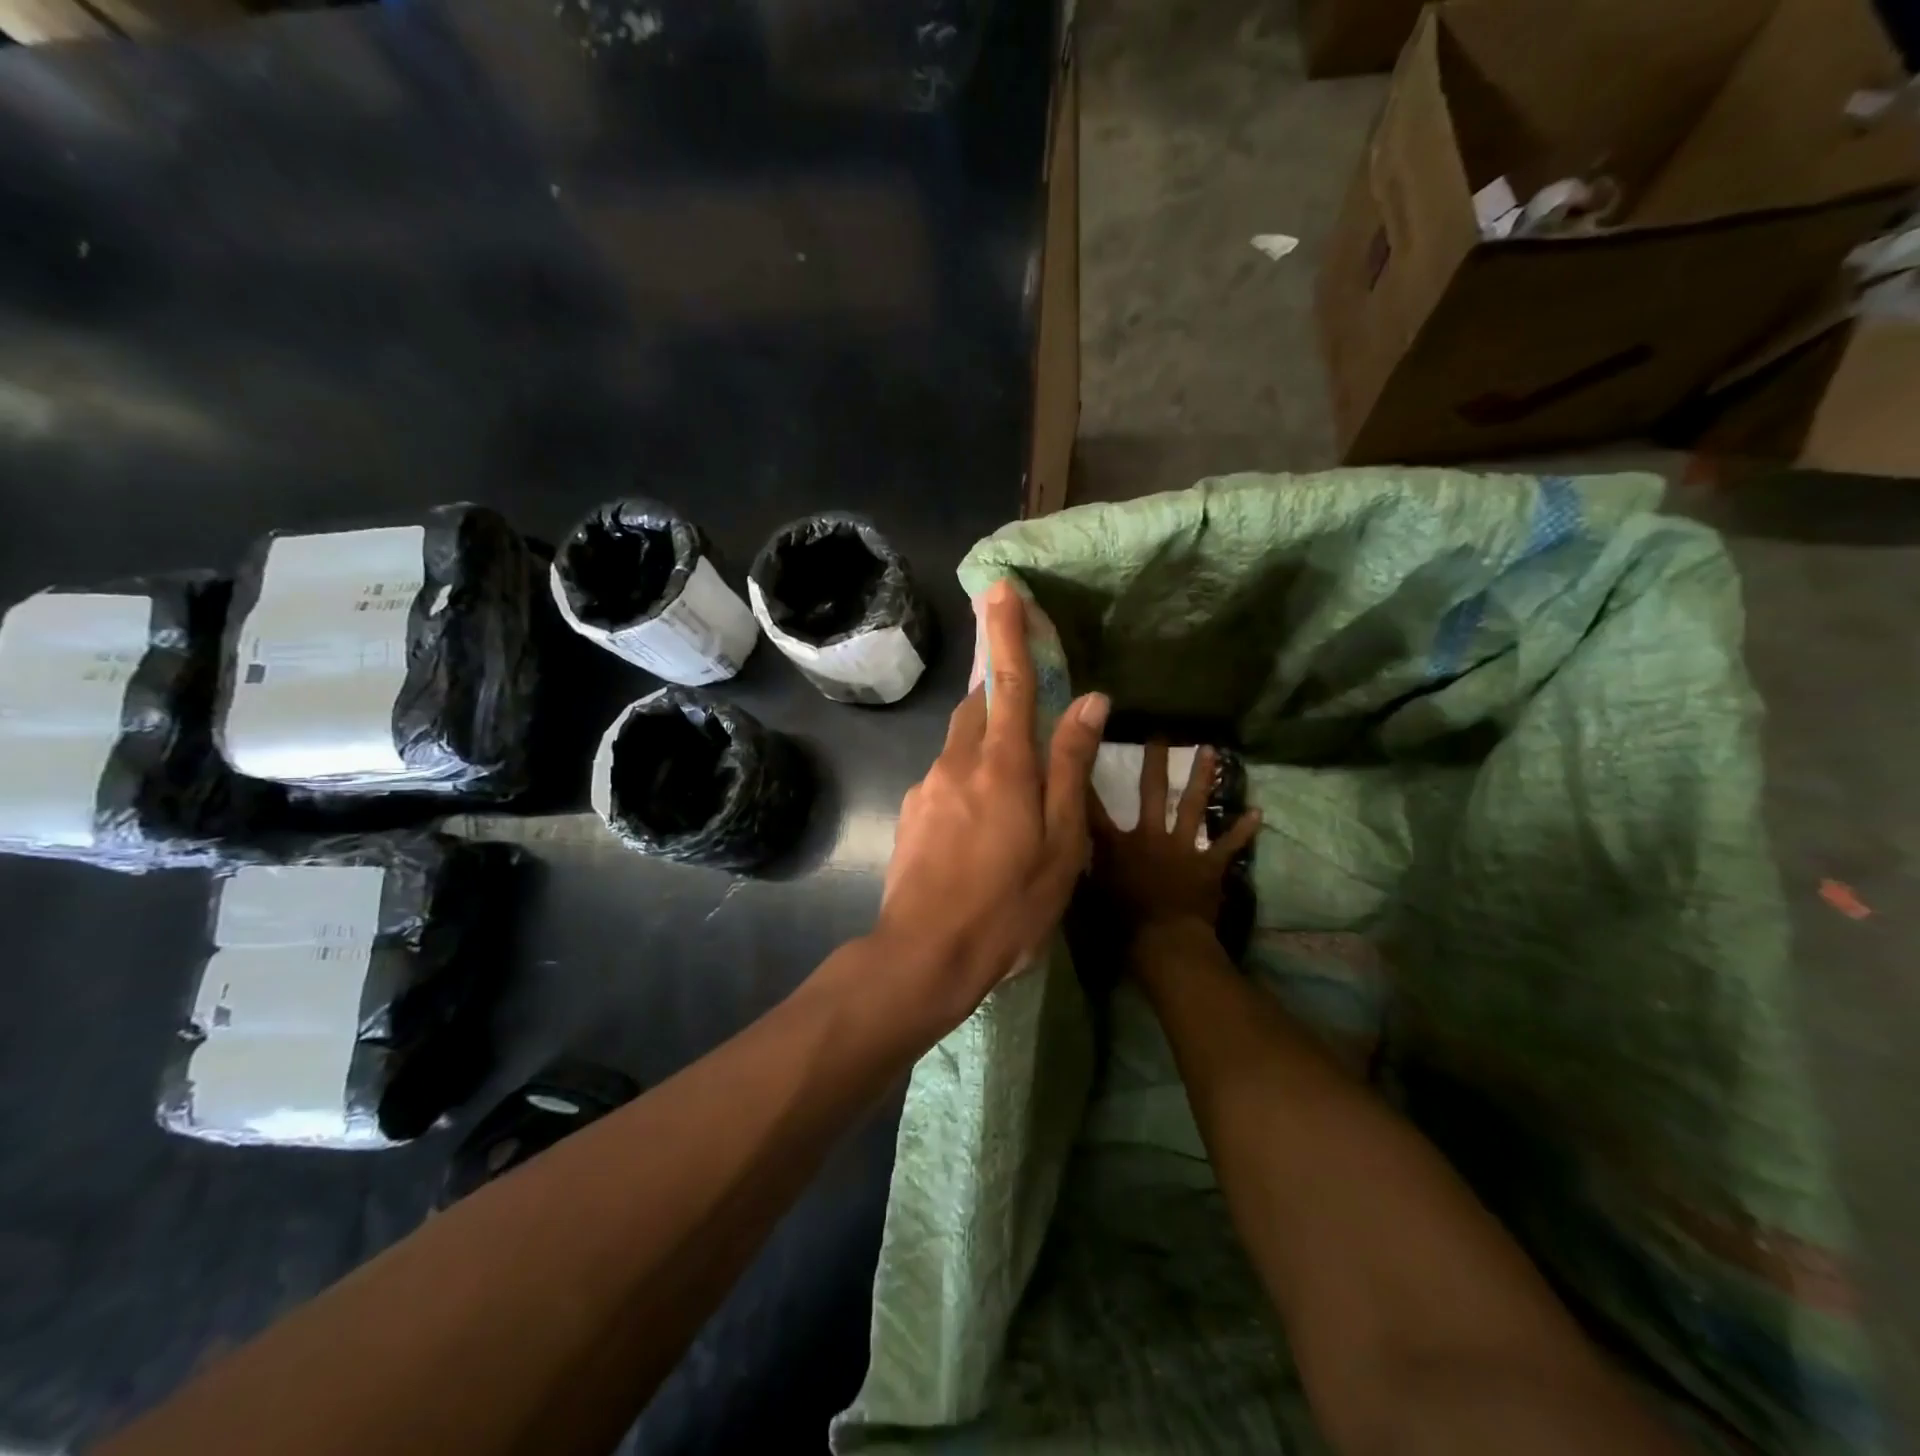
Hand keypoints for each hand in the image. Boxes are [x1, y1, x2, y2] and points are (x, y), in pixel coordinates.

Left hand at [871, 580, 1108, 1034]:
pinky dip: (969, 774)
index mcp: (1002, 765)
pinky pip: (946, 775)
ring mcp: (928, 787)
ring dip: (984, 732)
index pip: (1009, 682)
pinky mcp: (912, 812)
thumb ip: (1070, 765)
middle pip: (977, 705)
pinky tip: (981, 817)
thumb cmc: (1009, 903)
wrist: (925, 953)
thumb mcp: (1060, 841)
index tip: (1000, 588)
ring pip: (960, 741)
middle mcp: (958, 762)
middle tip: (1014, 674)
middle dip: (994, 679)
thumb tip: (1091, 700)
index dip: (1008, 633)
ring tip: (1009, 767)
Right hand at [1090, 741, 1259, 941]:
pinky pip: (1228, 844)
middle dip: (1156, 762)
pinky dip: (1242, 830)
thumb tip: (1069, 850)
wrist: (1165, 942)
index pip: (1092, 806)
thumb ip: (1082, 867)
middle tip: (1161, 734)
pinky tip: (1257, 812)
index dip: (1084, 778)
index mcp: (1116, 844)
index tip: (1080, 749)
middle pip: (1152, 791)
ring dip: (1203, 778)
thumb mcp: (1088, 894)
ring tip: (1211, 750)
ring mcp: (1182, 847)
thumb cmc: (1121, 923)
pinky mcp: (1208, 864)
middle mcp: (1150, 835)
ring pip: (1194, 805)